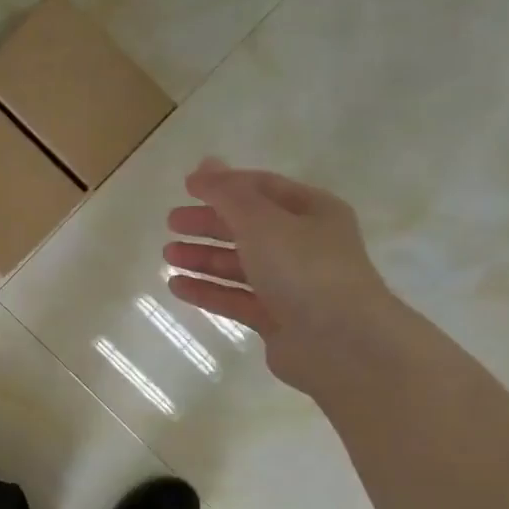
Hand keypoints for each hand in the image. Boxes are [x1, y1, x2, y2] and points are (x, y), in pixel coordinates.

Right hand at [163, 158, 402, 395]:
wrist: (341, 343)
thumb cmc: (305, 270)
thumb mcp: (262, 222)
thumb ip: (228, 194)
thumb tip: (204, 164)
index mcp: (312, 212)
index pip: (262, 188)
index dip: (224, 185)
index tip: (186, 187)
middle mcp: (303, 245)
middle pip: (248, 227)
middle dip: (209, 223)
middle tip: (171, 223)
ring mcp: (290, 284)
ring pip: (239, 265)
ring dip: (203, 258)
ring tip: (167, 255)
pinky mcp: (276, 318)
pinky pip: (235, 298)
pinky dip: (207, 290)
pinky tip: (177, 286)